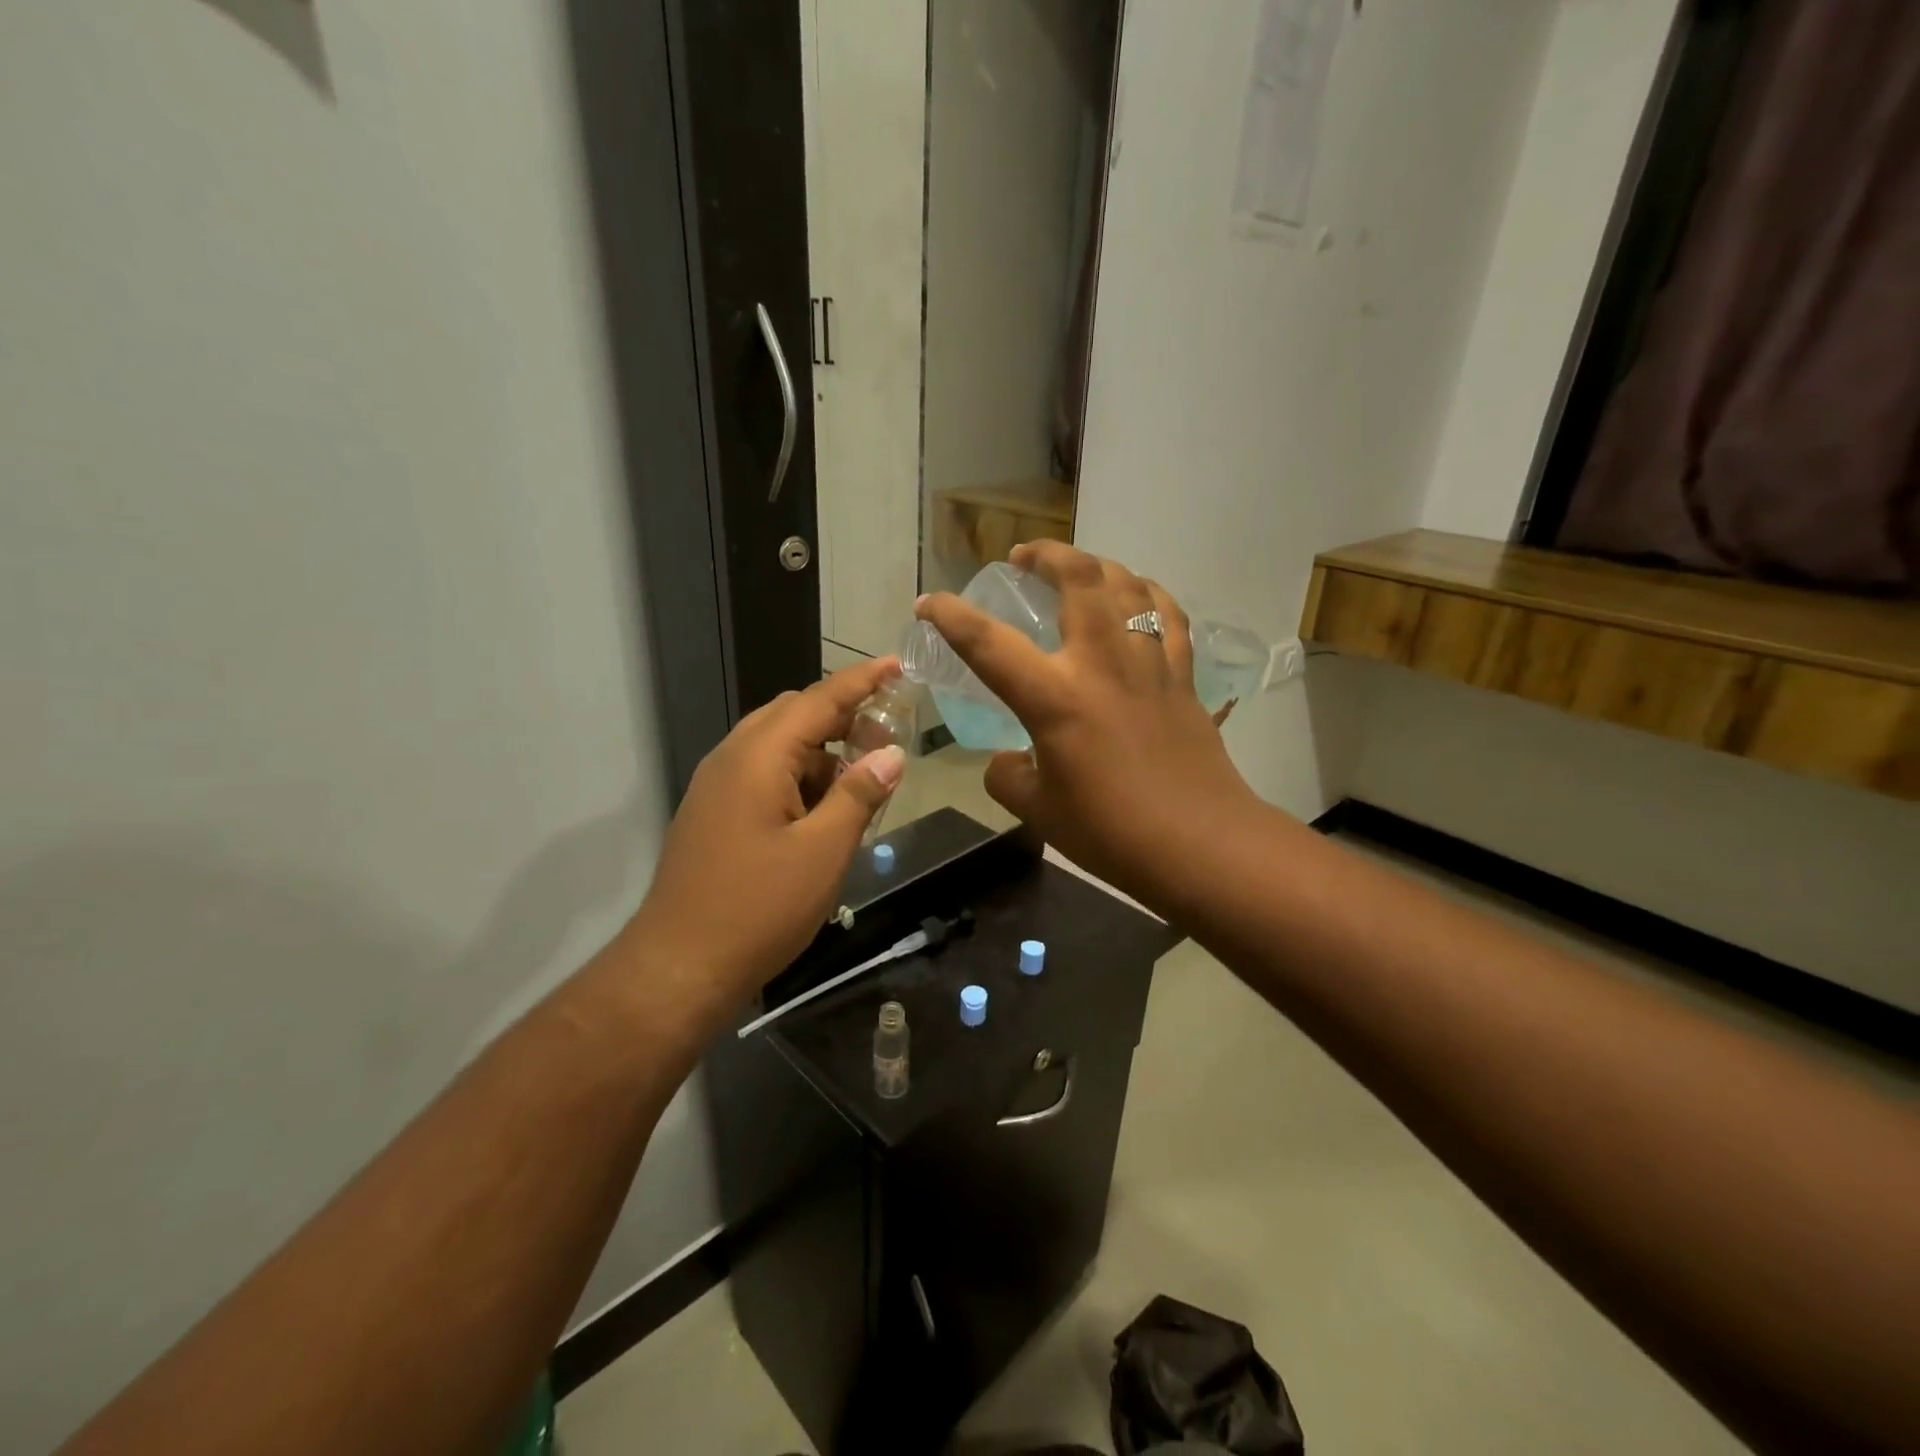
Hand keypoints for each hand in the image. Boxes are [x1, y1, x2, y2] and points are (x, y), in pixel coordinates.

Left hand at [627, 658, 907, 1002]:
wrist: (678, 967)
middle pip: (794, 715)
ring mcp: (716, 787)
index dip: (861, 681)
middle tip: (887, 739)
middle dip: (843, 718)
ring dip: (822, 753)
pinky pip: (762, 775)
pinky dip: (799, 779)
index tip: (896, 664)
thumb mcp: (823, 852)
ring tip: (861, 785)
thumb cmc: (757, 908)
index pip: (818, 700)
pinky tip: (823, 814)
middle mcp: (732, 759)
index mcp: (759, 757)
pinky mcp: (713, 814)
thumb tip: (891, 754)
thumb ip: (859, 795)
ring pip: (778, 747)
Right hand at [916, 543, 1259, 910]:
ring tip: (1076, 569)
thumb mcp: (1038, 811)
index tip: (928, 602)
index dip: (950, 616)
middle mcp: (1102, 664)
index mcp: (1055, 698)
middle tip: (1022, 557)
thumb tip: (1008, 760)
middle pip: (1077, 578)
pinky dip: (1148, 594)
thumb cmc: (1111, 832)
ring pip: (1127, 585)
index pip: (988, 643)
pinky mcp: (1182, 677)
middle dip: (1045, 554)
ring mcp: (1149, 664)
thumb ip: (1008, 777)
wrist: (1199, 844)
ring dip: (1096, 564)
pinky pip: (1169, 616)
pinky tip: (1138, 596)